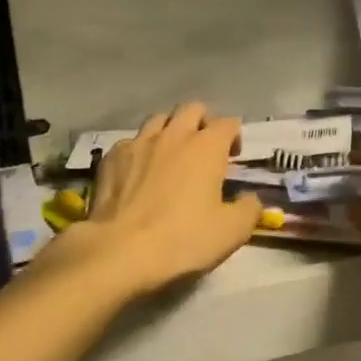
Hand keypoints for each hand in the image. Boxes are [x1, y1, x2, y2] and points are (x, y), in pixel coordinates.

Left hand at [55, 103, 261, 297]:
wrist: (121, 251)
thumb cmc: (183, 239)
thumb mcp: (232, 231)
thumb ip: (249, 208)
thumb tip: (249, 198)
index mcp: (207, 147)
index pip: (228, 123)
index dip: (234, 136)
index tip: (234, 157)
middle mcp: (173, 135)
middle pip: (192, 109)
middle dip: (203, 122)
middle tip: (205, 149)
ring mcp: (138, 143)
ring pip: (158, 119)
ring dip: (170, 130)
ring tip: (171, 155)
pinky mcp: (110, 158)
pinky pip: (131, 142)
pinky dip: (140, 150)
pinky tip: (139, 171)